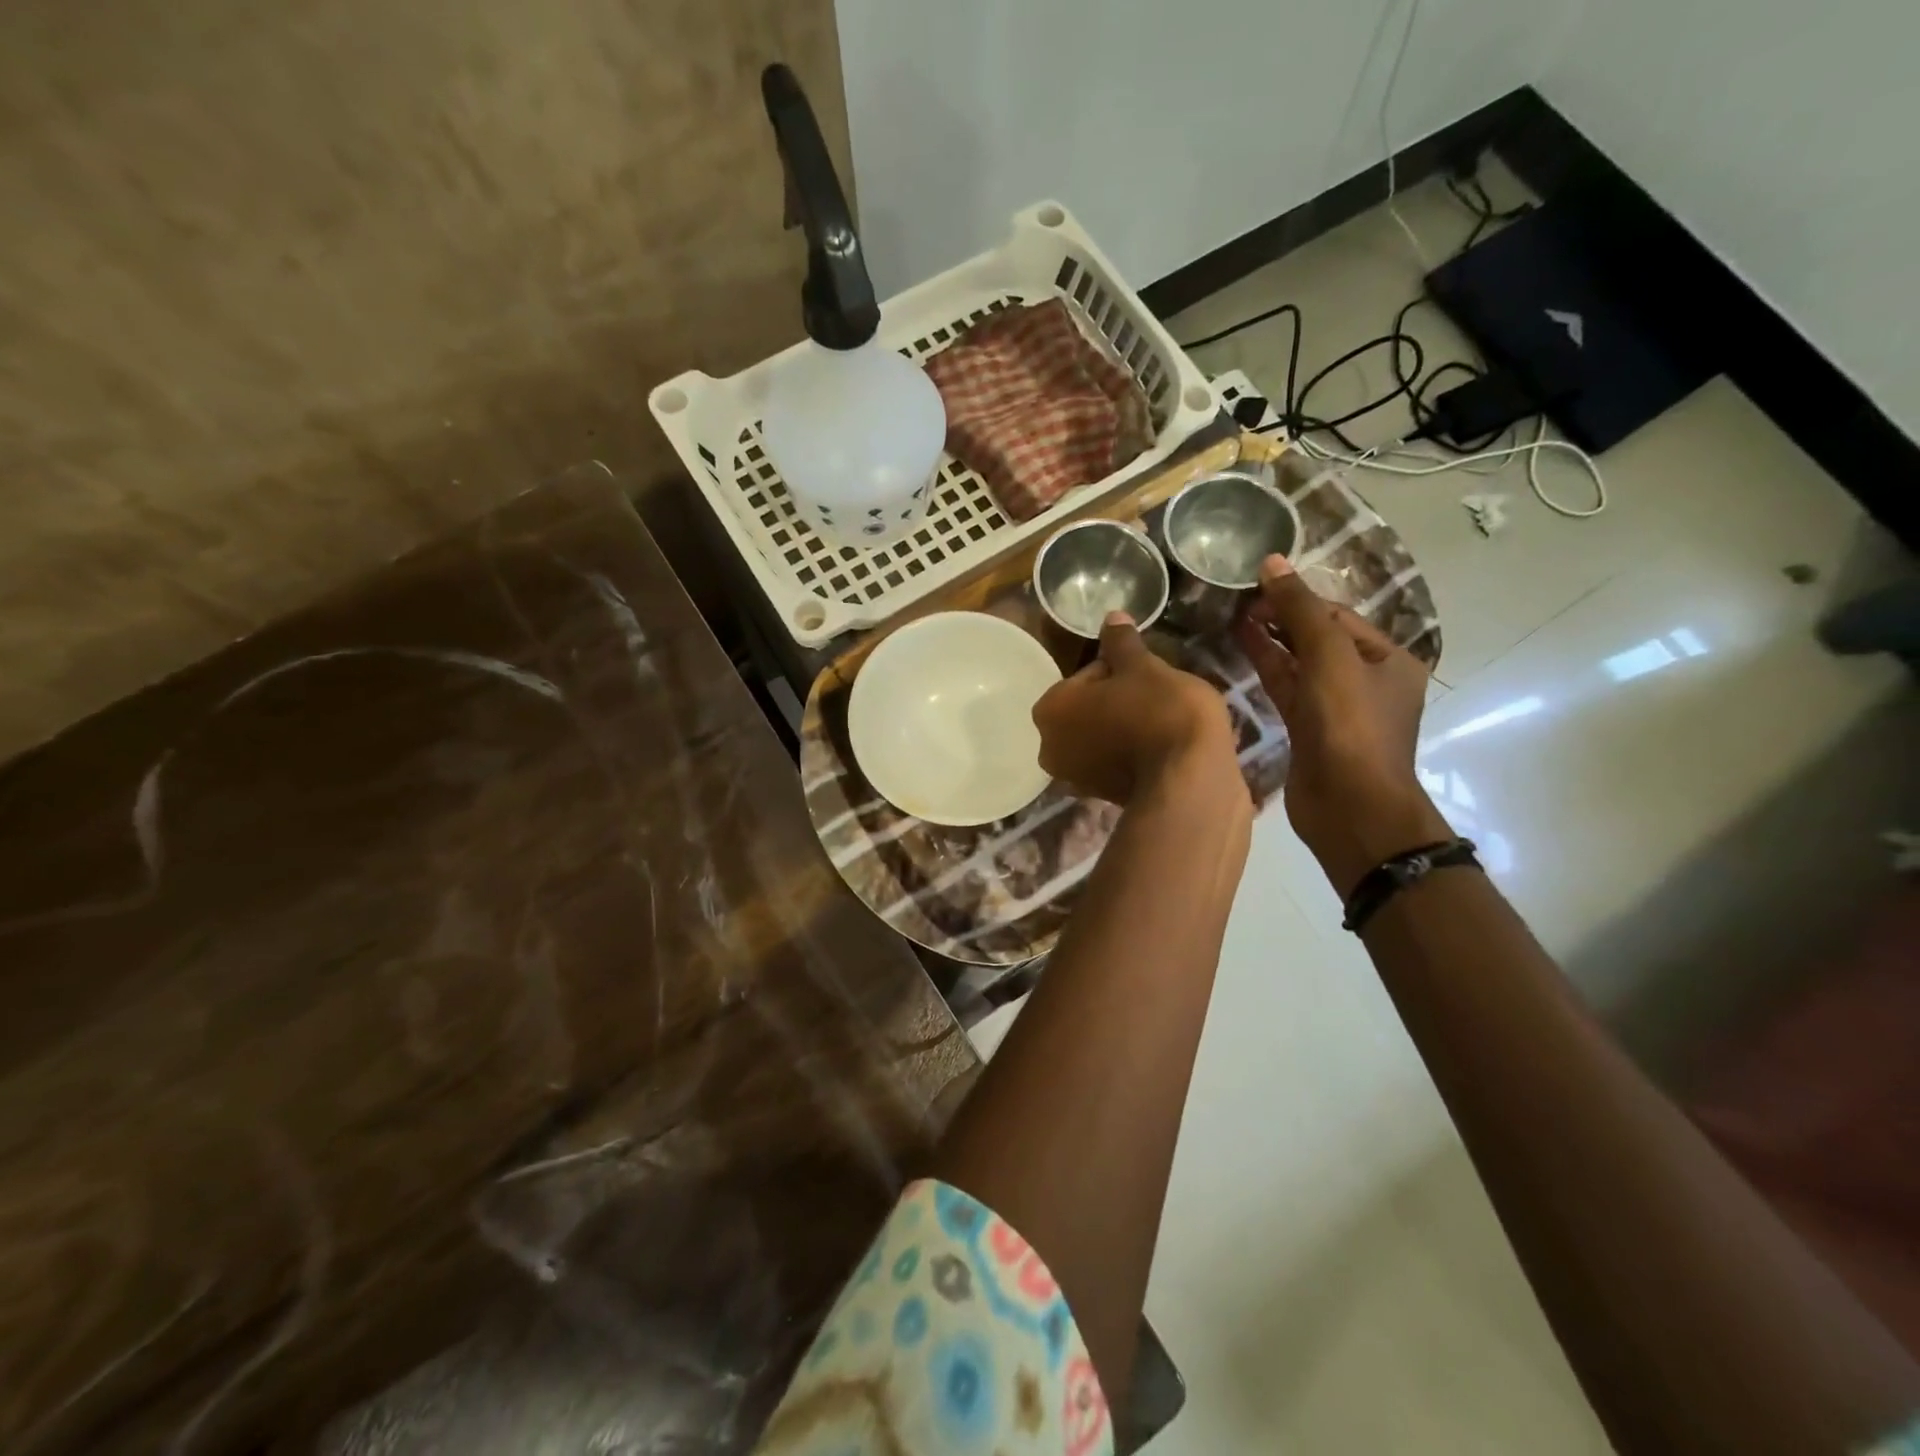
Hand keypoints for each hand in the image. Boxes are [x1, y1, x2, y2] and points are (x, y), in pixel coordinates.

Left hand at [1032, 612, 1240, 807]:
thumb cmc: (1160, 711)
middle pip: (1088, 708)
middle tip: (1155, 698)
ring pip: (1100, 735)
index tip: (1146, 675)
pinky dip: (1130, 751)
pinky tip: (1159, 747)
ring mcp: (1074, 777)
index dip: (1120, 670)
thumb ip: (1121, 643)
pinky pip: (1114, 761)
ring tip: (1161, 722)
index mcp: (1049, 709)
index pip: (1086, 675)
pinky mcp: (1101, 797)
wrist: (1189, 779)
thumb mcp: (1143, 666)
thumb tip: (1111, 617)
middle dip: (1117, 700)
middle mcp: (1049, 747)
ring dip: (1123, 725)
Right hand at [1236, 555, 1451, 896]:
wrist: (1349, 805)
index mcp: (1387, 659)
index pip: (1337, 615)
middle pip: (1318, 638)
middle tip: (1239, 599)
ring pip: (1299, 664)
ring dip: (1270, 641)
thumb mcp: (1329, 658)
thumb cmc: (1350, 726)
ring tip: (1233, 616)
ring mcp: (1336, 708)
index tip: (1256, 581)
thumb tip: (1273, 561)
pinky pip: (1287, 689)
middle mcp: (1365, 680)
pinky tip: (1241, 649)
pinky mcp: (1309, 730)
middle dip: (1282, 617)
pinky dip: (1266, 669)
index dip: (1298, 597)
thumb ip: (1300, 610)